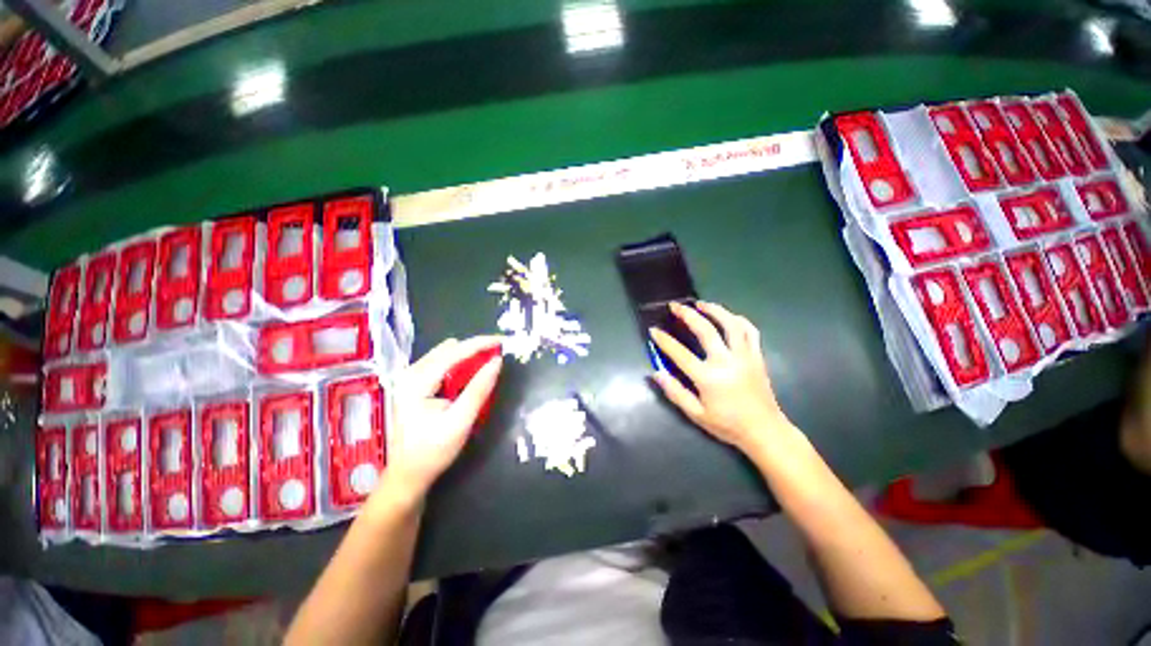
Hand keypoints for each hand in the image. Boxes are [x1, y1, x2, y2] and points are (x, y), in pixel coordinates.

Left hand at [372, 336, 502, 507]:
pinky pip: (441, 364)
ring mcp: (409, 378)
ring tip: (487, 363)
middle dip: (475, 349)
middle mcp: (410, 373)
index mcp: (417, 381)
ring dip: (468, 356)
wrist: (407, 475)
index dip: (481, 344)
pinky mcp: (413, 384)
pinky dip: (459, 364)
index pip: (455, 352)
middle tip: (498, 355)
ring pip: (445, 355)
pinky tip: (469, 374)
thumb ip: (479, 389)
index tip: (503, 341)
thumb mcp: (460, 421)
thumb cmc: (433, 451)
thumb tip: (497, 361)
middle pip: (449, 350)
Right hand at [650, 301, 793, 452]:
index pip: (680, 353)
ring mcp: (744, 356)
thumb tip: (656, 373)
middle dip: (687, 315)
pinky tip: (728, 316)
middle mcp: (726, 362)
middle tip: (675, 306)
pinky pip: (750, 331)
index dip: (664, 340)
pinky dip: (738, 320)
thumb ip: (675, 392)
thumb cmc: (727, 425)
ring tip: (700, 304)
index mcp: (708, 378)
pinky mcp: (757, 356)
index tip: (653, 330)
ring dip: (714, 310)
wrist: (764, 431)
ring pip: (731, 324)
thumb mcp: (696, 414)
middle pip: (706, 330)